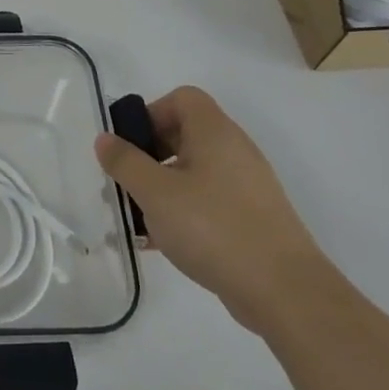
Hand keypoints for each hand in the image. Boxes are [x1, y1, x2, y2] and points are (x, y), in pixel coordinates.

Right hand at [96, 86, 329, 334]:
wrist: (284, 291)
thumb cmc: (213, 227)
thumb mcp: (155, 192)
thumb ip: (125, 162)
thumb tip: (105, 139)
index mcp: (215, 133)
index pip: (183, 98)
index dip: (151, 113)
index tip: (129, 145)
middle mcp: (234, 151)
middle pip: (185, 135)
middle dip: (148, 155)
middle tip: (125, 182)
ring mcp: (246, 186)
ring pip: (193, 173)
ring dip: (160, 188)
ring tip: (136, 218)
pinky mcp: (251, 219)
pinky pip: (207, 202)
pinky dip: (181, 212)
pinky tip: (159, 242)